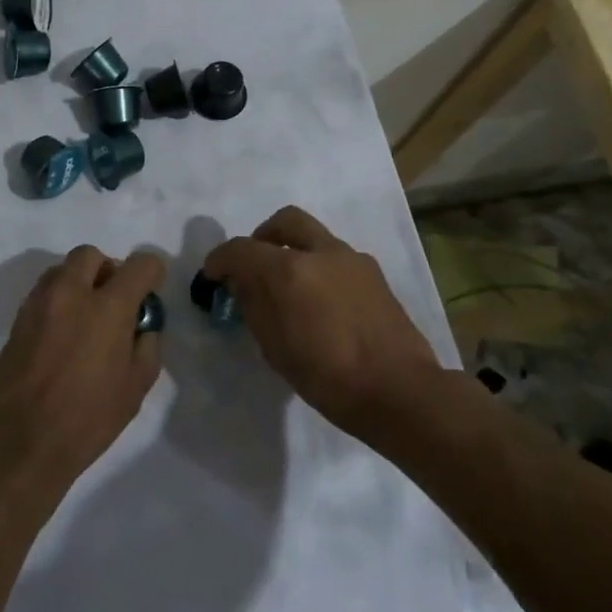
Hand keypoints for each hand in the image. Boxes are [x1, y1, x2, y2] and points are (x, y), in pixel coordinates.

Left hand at [0, 245, 164, 500]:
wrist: (17, 442)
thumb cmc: (86, 419)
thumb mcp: (135, 389)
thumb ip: (146, 346)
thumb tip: (142, 327)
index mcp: (108, 307)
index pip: (140, 265)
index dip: (152, 273)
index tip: (150, 293)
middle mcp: (71, 293)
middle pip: (91, 255)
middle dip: (108, 270)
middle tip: (114, 302)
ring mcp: (39, 304)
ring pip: (62, 270)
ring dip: (79, 282)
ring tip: (86, 319)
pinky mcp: (17, 320)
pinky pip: (43, 293)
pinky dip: (58, 301)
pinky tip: (63, 336)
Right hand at [203, 207, 442, 435]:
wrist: (398, 390)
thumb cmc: (327, 378)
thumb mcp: (274, 348)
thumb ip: (254, 305)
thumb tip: (242, 283)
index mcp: (288, 270)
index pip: (240, 249)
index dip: (219, 260)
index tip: (212, 276)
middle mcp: (320, 252)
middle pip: (283, 220)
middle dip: (262, 236)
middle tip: (254, 264)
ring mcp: (351, 259)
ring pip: (314, 236)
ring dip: (294, 250)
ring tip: (290, 288)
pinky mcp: (374, 273)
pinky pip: (336, 257)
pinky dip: (319, 267)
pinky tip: (321, 302)